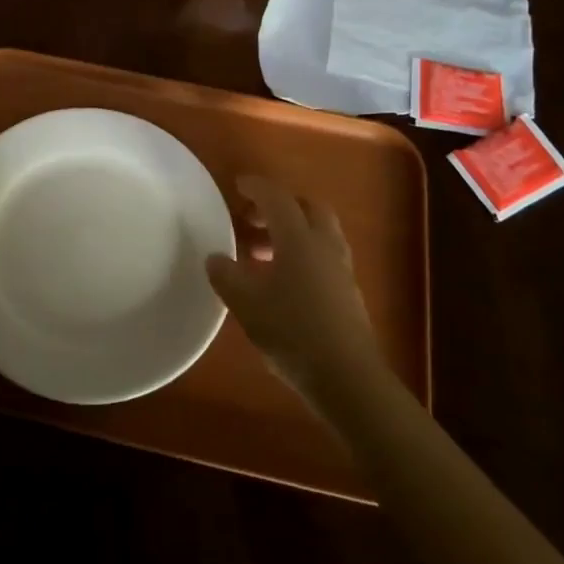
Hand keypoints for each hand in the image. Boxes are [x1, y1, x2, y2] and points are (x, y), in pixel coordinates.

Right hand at [206, 176, 383, 401]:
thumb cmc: (292, 332)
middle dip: (280, 206)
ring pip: (318, 233)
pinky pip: (324, 256)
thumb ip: (226, 275)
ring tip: (262, 253)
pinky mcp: (348, 293)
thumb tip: (215, 257)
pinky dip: (303, 254)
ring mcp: (341, 269)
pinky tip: (283, 281)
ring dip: (292, 232)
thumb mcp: (246, 304)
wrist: (348, 378)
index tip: (238, 185)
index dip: (257, 187)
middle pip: (307, 208)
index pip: (277, 198)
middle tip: (253, 218)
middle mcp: (324, 245)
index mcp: (299, 239)